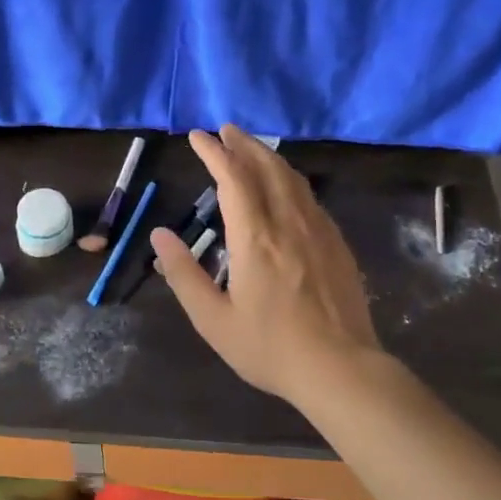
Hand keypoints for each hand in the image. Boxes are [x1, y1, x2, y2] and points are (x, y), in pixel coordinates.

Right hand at [149, 126, 382, 406]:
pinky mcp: (337, 245)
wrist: (341, 369)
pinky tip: (286, 189)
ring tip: (252, 149)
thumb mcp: (213, 319)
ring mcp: (319, 232)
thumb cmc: (269, 348)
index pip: (233, 179)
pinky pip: (310, 198)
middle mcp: (289, 223)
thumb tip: (159, 234)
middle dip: (244, 144)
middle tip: (226, 130)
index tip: (198, 136)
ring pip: (293, 179)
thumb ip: (183, 274)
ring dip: (269, 157)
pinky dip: (290, 180)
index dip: (214, 153)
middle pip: (267, 168)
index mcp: (255, 238)